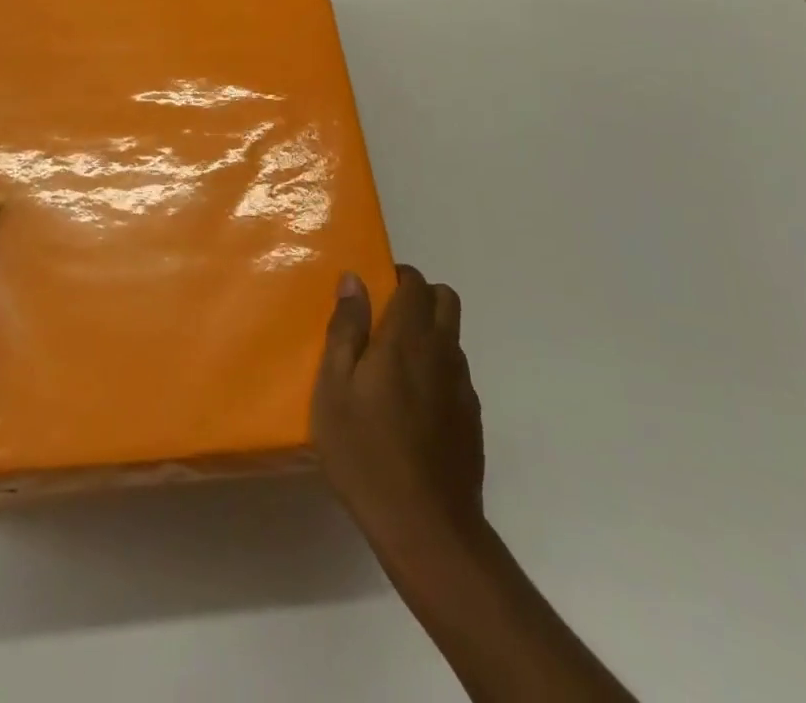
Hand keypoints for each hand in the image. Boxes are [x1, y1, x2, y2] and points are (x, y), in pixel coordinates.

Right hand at [312, 264, 485, 549]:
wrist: (426, 529)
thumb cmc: (365, 450)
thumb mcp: (334, 387)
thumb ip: (345, 329)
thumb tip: (354, 280)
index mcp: (407, 338)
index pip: (416, 283)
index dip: (397, 276)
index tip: (373, 289)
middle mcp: (442, 353)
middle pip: (446, 300)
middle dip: (420, 296)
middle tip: (385, 318)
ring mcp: (462, 388)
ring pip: (452, 338)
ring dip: (429, 334)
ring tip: (392, 366)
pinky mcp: (472, 420)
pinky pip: (455, 375)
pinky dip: (436, 370)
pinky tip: (410, 405)